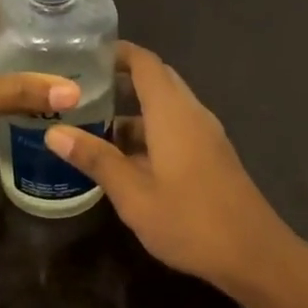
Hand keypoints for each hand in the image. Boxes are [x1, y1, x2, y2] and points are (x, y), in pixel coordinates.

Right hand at [44, 42, 297, 294]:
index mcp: (173, 112)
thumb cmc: (190, 220)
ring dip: (131, 113)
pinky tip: (122, 160)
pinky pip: (175, 130)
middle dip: (120, 81)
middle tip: (79, 91)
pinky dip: (147, 133)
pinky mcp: (211, 157)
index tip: (83, 55)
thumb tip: (54, 131)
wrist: (253, 255)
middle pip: (156, 81)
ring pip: (165, 109)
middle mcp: (192, 114)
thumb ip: (95, 159)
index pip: (145, 62)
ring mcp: (205, 136)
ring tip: (90, 126)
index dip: (116, 52)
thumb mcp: (133, 194)